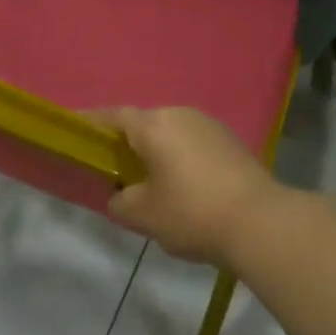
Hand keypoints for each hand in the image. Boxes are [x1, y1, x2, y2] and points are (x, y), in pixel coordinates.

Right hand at [94, 107, 284, 267]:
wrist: (259, 220)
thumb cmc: (192, 213)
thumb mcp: (144, 215)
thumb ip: (120, 202)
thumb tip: (120, 195)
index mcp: (154, 125)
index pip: (113, 116)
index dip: (92, 123)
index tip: (76, 131)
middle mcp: (180, 114)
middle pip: (143, 123)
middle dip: (126, 142)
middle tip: (113, 167)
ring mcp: (208, 124)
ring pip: (170, 132)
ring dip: (156, 150)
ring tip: (148, 180)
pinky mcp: (229, 140)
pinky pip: (192, 142)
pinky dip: (179, 156)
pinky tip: (182, 184)